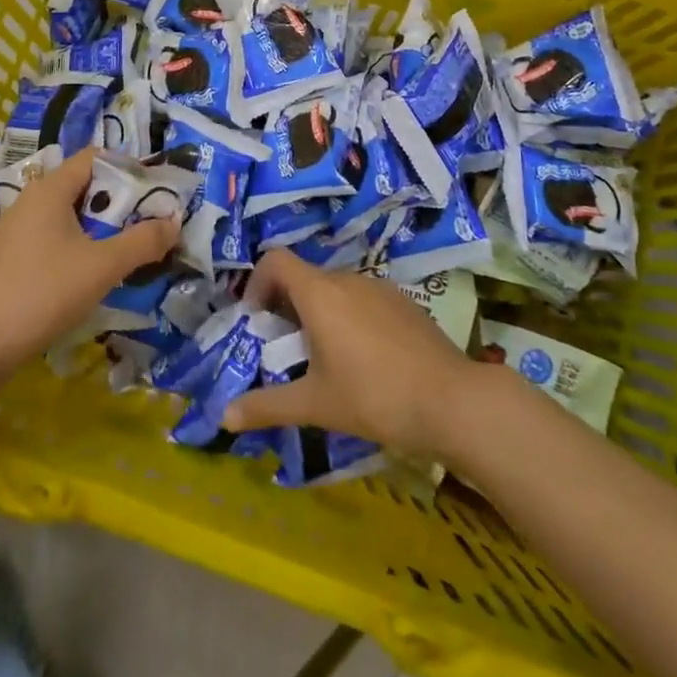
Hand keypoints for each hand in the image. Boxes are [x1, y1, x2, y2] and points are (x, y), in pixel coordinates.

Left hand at [0, 148, 178, 377]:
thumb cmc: (43, 293)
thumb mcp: (102, 267)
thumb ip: (143, 241)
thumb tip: (174, 222)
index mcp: (50, 189)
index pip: (96, 157)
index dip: (128, 168)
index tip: (155, 193)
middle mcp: (31, 200)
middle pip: (84, 185)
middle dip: (119, 202)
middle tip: (147, 223)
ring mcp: (17, 229)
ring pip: (69, 214)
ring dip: (100, 226)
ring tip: (126, 249)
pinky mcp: (11, 256)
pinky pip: (54, 235)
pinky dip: (78, 243)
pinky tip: (91, 271)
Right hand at [223, 250, 477, 457]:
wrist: (452, 400)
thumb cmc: (374, 397)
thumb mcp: (315, 404)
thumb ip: (267, 406)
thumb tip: (224, 416)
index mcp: (319, 293)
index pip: (275, 259)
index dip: (257, 282)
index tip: (257, 320)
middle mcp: (347, 279)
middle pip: (304, 276)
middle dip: (286, 306)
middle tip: (286, 349)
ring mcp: (379, 287)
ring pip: (335, 289)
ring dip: (319, 313)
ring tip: (324, 360)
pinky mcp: (403, 302)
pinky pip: (362, 299)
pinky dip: (349, 317)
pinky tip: (364, 361)